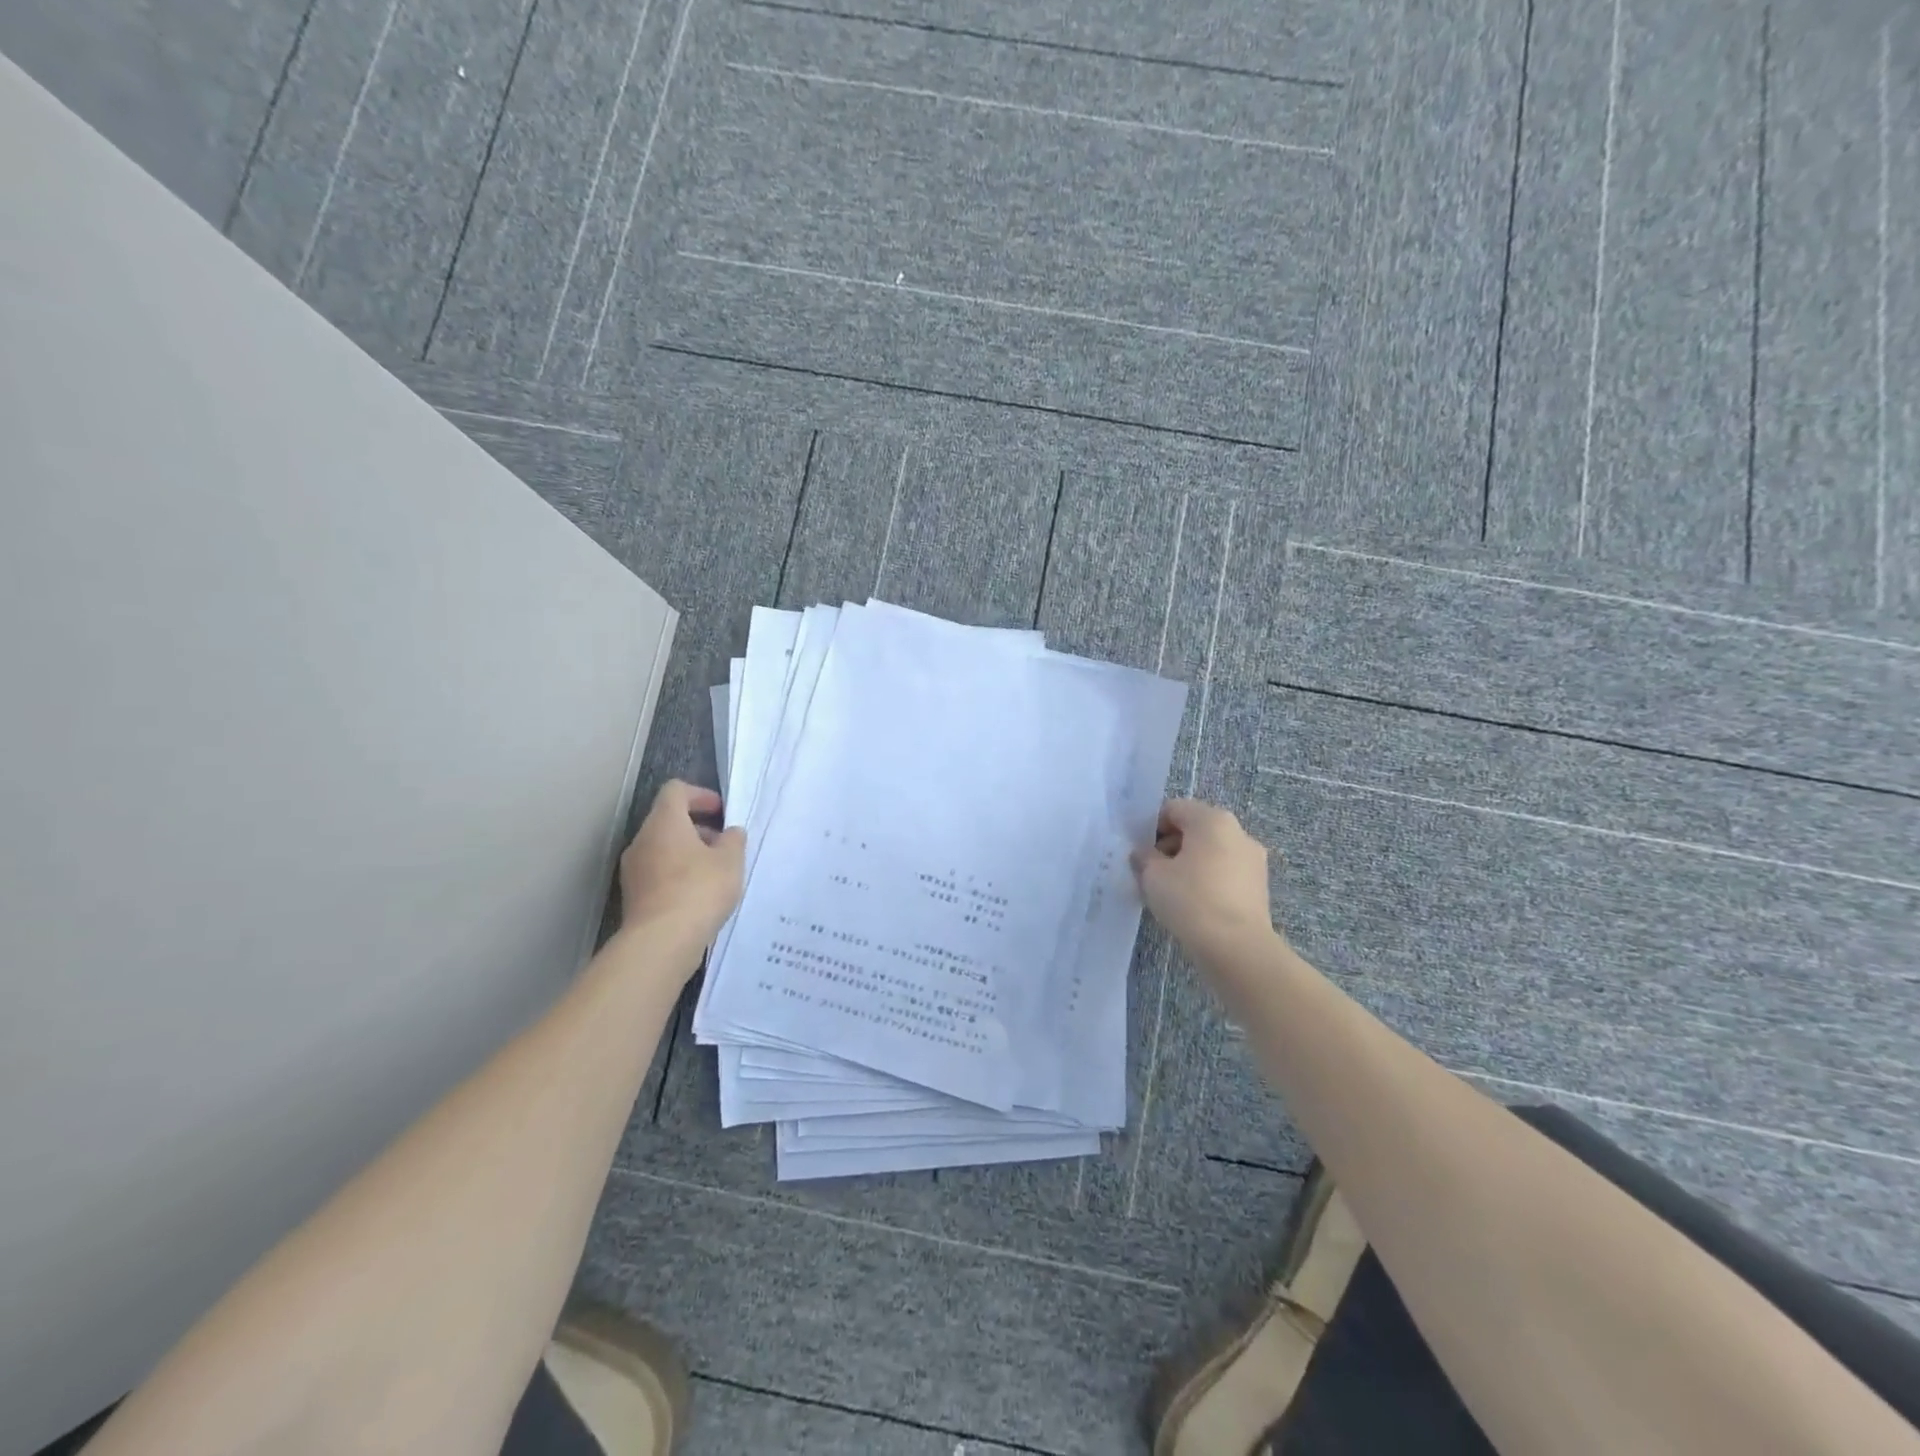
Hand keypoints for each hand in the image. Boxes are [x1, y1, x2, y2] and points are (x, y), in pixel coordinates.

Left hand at [618, 780, 744, 955]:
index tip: (721, 812)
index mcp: (664, 822)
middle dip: (698, 828)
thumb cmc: (699, 890)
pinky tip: (699, 895)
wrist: (661, 941)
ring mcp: (633, 869)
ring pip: (662, 848)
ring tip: (715, 873)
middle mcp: (643, 840)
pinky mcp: (633, 895)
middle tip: (724, 845)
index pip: (676, 790)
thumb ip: (734, 840)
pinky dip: (677, 875)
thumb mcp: (731, 861)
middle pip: (668, 821)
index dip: (700, 795)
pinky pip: (657, 873)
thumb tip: (730, 833)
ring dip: (688, 853)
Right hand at [1132, 798, 1277, 968]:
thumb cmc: (1190, 900)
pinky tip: (1193, 905)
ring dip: (1189, 864)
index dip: (1151, 827)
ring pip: (1211, 852)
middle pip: (1195, 829)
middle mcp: (1238, 832)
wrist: (1236, 947)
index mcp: (1212, 819)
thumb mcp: (1152, 875)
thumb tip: (1144, 854)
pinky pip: (1225, 873)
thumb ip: (1144, 858)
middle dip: (1171, 846)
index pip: (1173, 809)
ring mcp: (1253, 860)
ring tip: (1171, 892)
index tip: (1139, 852)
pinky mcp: (1259, 886)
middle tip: (1151, 872)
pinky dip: (1207, 881)